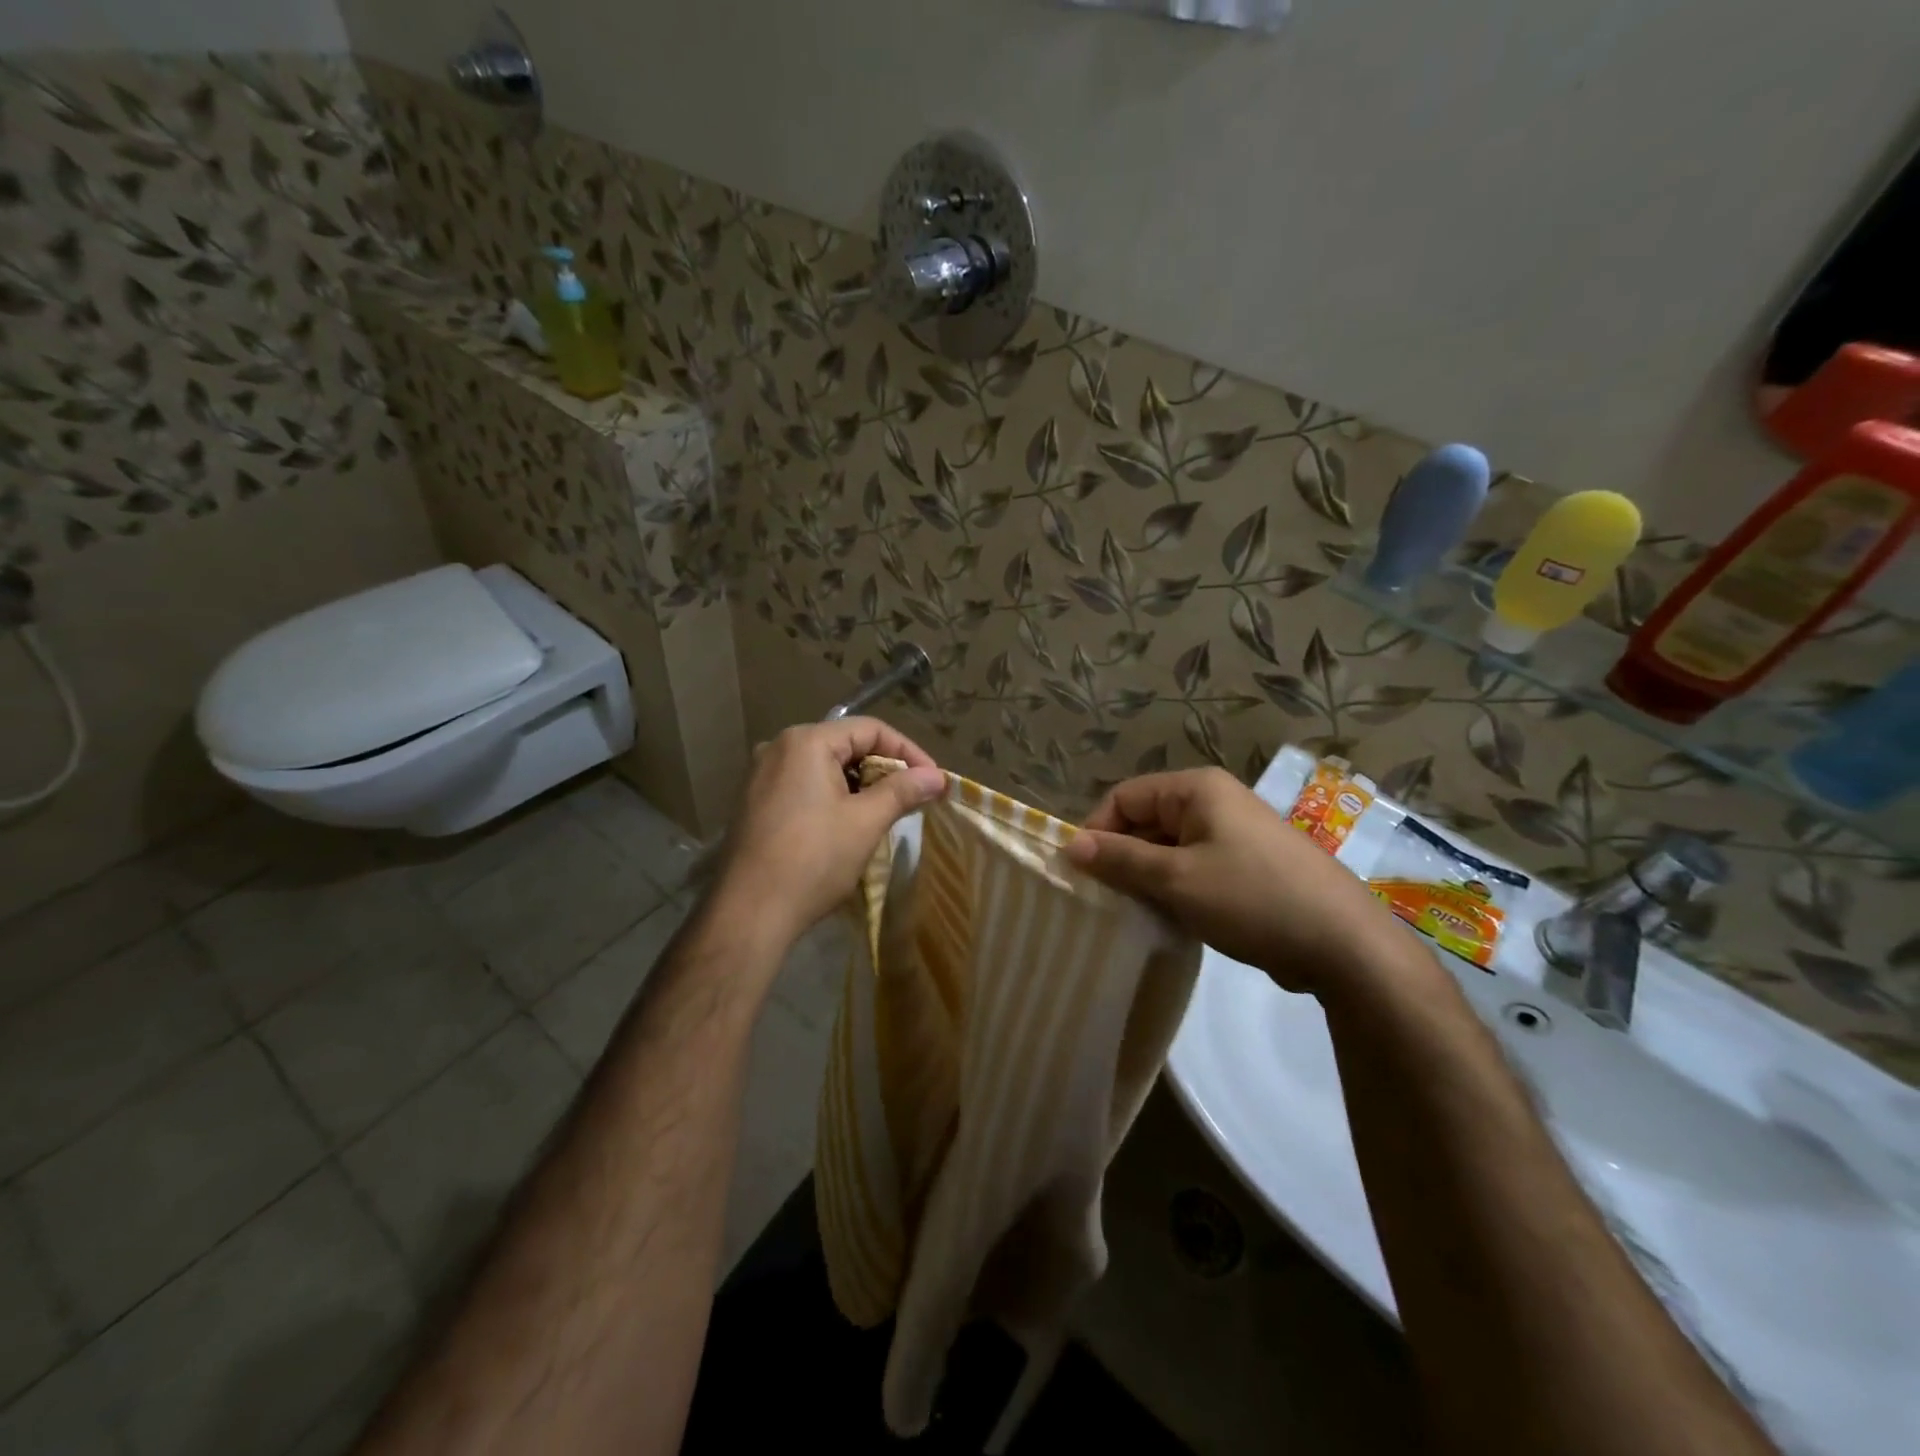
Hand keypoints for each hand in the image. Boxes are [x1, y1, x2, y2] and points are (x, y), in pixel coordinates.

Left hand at [711, 717, 945, 950]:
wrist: (748, 912)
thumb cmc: (812, 860)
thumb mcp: (865, 822)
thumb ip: (902, 791)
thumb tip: (937, 776)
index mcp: (806, 741)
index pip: (870, 729)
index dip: (908, 751)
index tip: (933, 781)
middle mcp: (778, 747)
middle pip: (845, 744)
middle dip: (884, 769)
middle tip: (913, 797)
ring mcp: (761, 776)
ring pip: (825, 767)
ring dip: (860, 785)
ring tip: (886, 812)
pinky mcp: (755, 802)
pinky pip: (804, 786)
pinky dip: (833, 797)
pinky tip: (848, 824)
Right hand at [1064, 767, 1409, 996]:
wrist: (1345, 945)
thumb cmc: (1252, 899)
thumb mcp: (1176, 880)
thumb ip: (1120, 859)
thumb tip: (1070, 845)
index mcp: (1196, 789)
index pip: (1124, 797)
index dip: (1098, 831)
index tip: (1084, 876)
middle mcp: (1215, 802)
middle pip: (1146, 820)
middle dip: (1123, 858)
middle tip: (1108, 902)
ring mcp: (1235, 834)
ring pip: (1169, 848)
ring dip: (1148, 878)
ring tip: (1137, 914)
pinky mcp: (1248, 866)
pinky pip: (1195, 867)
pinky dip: (1176, 889)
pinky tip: (1172, 920)